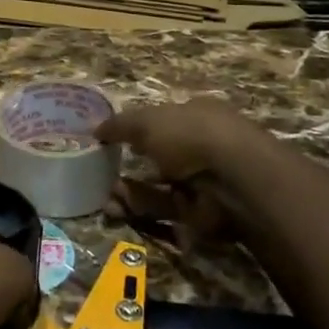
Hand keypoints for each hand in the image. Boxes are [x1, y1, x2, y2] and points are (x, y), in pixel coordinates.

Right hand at [96, 99, 264, 241]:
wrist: (232, 180)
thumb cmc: (191, 135)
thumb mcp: (148, 121)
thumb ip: (120, 125)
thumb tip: (96, 129)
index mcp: (197, 115)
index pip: (165, 119)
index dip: (139, 128)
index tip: (113, 139)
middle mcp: (202, 146)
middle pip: (160, 156)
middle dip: (131, 164)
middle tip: (103, 172)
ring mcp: (203, 181)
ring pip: (159, 186)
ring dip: (131, 189)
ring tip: (104, 194)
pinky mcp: (200, 213)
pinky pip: (164, 209)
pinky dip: (141, 207)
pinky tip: (117, 206)